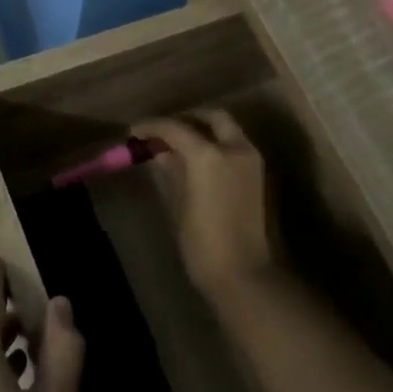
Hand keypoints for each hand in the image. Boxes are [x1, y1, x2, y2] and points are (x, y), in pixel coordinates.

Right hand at [133, 111, 282, 310]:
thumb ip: (172, 170)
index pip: (176, 128)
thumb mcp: (179, 204)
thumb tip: (161, 152)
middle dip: (186, 120)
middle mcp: (235, 148)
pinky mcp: (258, 175)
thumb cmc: (202, 242)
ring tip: (177, 146)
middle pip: (211, 118)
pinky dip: (216, 144)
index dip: (152, 127)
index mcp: (209, 155)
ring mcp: (251, 160)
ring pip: (227, 130)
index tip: (134, 132)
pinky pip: (234, 147)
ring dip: (204, 131)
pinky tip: (197, 161)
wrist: (243, 273)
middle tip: (163, 133)